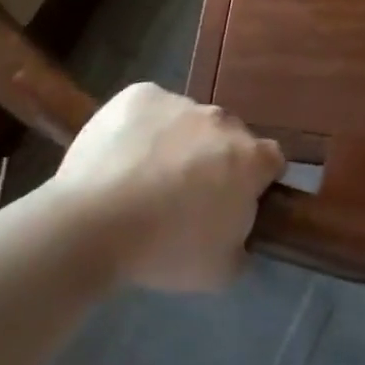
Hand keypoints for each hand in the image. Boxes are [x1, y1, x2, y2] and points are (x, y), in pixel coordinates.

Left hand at [47, 84, 285, 291]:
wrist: (93, 225)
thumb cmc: (165, 251)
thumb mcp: (222, 270)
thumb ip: (242, 245)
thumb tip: (237, 235)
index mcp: (250, 159)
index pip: (271, 161)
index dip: (256, 181)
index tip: (234, 202)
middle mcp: (222, 121)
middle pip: (228, 136)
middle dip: (216, 159)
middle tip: (187, 194)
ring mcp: (179, 102)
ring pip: (188, 121)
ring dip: (178, 142)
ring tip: (144, 176)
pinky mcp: (139, 94)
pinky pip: (151, 108)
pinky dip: (143, 127)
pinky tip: (123, 156)